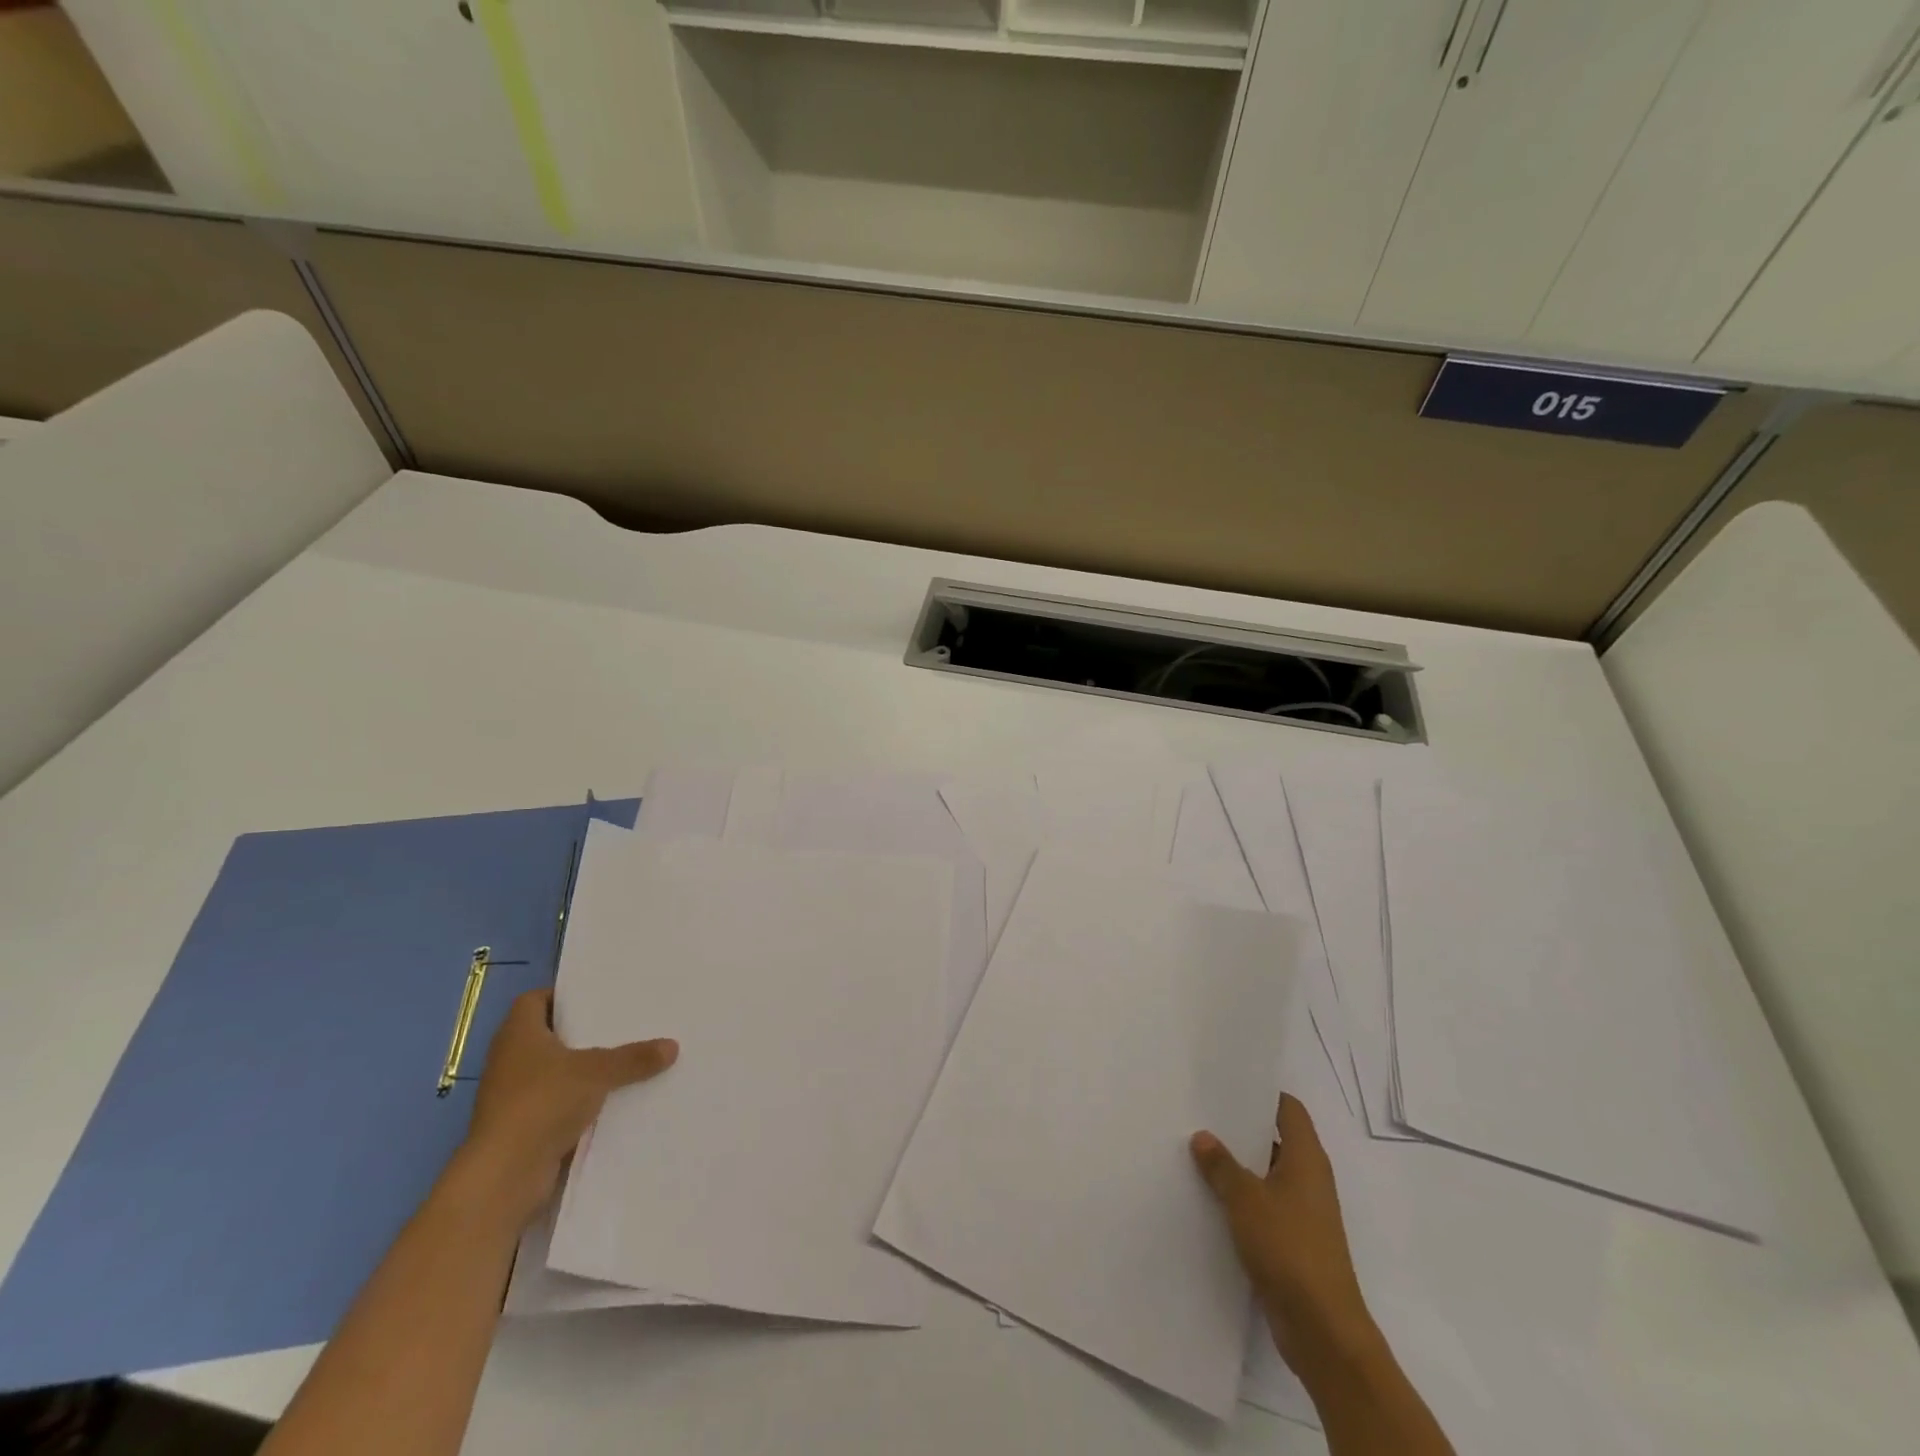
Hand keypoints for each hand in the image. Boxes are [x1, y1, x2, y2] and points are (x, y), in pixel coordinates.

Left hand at [460, 989, 678, 1225]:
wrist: (504, 1176)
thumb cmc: (542, 1102)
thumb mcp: (597, 1072)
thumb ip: (633, 1058)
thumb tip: (672, 1046)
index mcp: (518, 1034)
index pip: (533, 1000)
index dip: (561, 996)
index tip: (595, 996)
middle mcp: (510, 1060)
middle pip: (548, 1035)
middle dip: (581, 1032)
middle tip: (621, 1024)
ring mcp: (512, 1096)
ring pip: (553, 1071)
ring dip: (581, 1069)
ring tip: (624, 1059)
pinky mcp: (522, 1126)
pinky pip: (556, 1103)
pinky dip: (578, 1101)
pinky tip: (611, 1100)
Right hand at [1190, 1094, 1376, 1375]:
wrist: (1322, 1329)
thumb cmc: (1289, 1248)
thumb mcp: (1245, 1199)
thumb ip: (1221, 1165)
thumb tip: (1203, 1136)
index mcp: (1307, 1158)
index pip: (1288, 1109)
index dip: (1261, 1093)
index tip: (1227, 1084)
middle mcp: (1309, 1179)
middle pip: (1275, 1139)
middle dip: (1240, 1129)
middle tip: (1200, 1114)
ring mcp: (1303, 1212)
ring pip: (1266, 1174)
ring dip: (1237, 1166)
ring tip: (1196, 1151)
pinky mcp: (1293, 1242)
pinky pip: (1264, 1206)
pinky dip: (1241, 1199)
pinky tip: (1208, 1198)